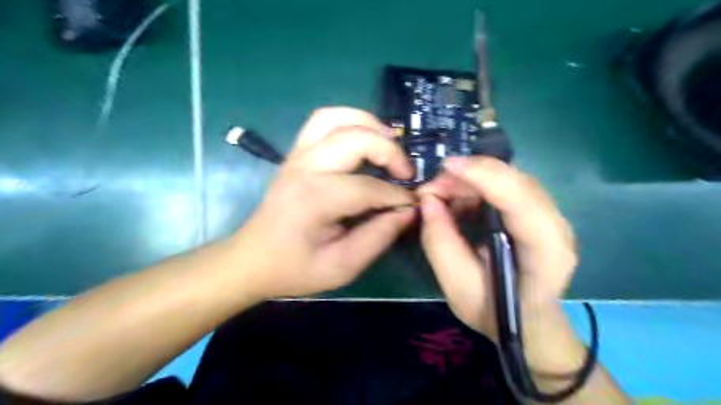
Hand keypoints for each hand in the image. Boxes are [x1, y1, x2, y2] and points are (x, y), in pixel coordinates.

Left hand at [234, 107, 416, 297]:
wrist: (252, 259)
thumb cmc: (295, 268)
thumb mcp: (342, 267)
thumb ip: (378, 237)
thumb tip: (408, 211)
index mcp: (316, 199)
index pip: (370, 187)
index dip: (398, 196)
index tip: (413, 205)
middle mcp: (306, 167)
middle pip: (356, 138)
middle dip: (390, 152)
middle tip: (406, 174)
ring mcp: (298, 155)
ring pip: (337, 118)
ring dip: (370, 125)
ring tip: (390, 145)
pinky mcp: (296, 153)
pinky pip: (324, 121)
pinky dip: (350, 122)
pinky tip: (364, 140)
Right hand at [418, 156, 575, 340]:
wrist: (528, 321)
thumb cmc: (495, 311)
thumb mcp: (458, 287)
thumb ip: (440, 243)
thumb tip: (428, 200)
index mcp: (546, 252)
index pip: (521, 199)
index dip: (484, 176)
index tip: (447, 166)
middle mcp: (556, 225)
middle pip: (514, 181)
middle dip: (468, 176)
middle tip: (431, 189)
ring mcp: (550, 215)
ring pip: (509, 178)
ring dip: (470, 180)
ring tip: (439, 195)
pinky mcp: (537, 210)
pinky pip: (506, 185)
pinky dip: (476, 186)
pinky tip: (457, 200)